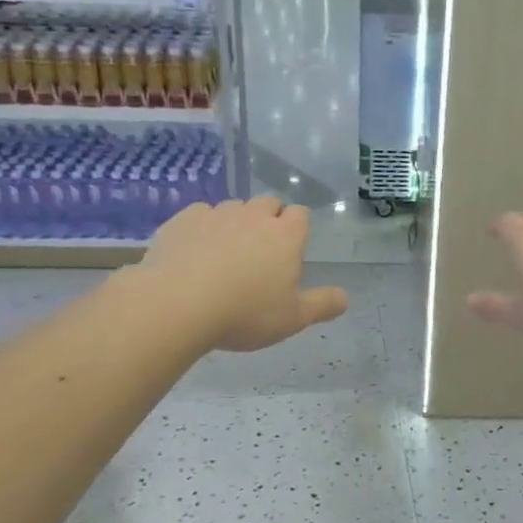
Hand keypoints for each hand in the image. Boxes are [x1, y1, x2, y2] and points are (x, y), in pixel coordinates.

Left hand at [142, 196, 348, 351]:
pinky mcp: (184, 219)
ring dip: (236, 222)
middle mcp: (254, 216)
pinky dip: (203, 227)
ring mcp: (217, 214)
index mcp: (286, 235)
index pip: (301, 214)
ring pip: (234, 207)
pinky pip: (201, 214)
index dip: (298, 228)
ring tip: (227, 253)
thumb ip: (322, 305)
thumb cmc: (245, 313)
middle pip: (268, 203)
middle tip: (261, 252)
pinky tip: (195, 251)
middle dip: (269, 219)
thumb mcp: (292, 319)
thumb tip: (345, 298)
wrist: (177, 304)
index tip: (291, 249)